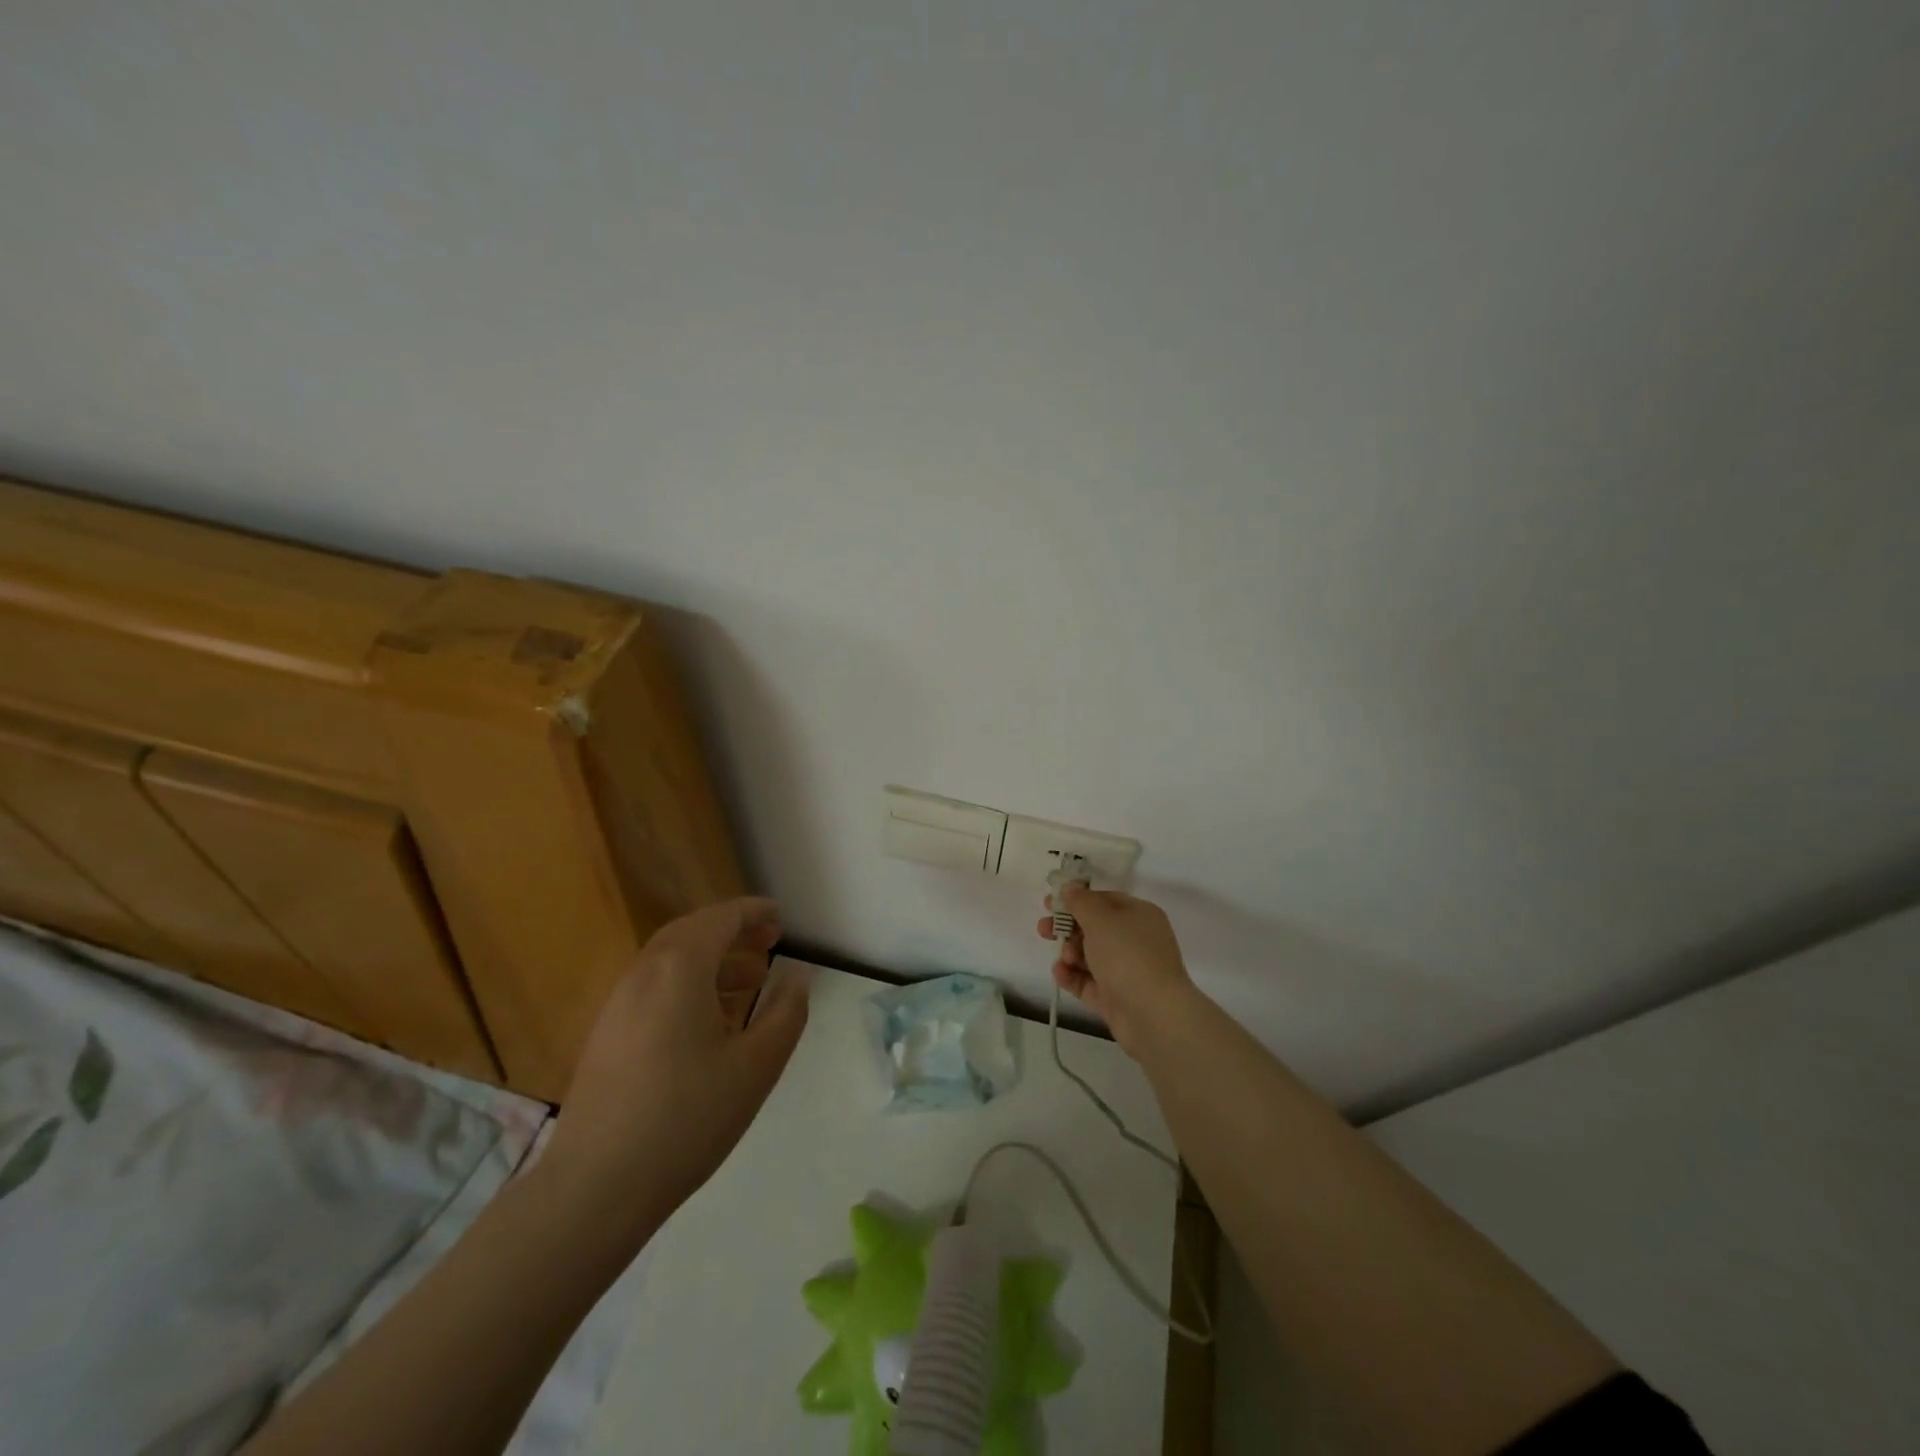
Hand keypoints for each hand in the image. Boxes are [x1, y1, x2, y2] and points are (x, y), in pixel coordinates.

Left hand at [543, 898, 809, 1248]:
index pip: (720, 918)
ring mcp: (617, 1005)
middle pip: (691, 932)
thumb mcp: (756, 1065)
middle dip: (732, 931)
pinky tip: (709, 1022)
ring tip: (749, 982)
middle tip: (768, 943)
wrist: (595, 1189)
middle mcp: (643, 974)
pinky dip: (687, 984)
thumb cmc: (687, 1118)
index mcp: (679, 969)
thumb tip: (797, 976)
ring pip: (670, 961)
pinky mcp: (605, 1035)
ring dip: (710, 959)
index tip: (781, 919)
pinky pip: (653, 988)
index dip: (753, 912)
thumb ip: (786, 1012)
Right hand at [1034, 884, 1195, 1053]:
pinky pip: (1089, 981)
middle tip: (1044, 930)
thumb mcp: (1101, 919)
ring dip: (1070, 953)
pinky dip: (1073, 976)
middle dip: (1067, 928)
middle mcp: (1136, 940)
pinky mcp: (1116, 997)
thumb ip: (1081, 901)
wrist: (1153, 1015)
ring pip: (1090, 955)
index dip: (1076, 899)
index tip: (1050, 903)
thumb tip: (1070, 887)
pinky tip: (1060, 974)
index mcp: (1139, 915)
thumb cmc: (1128, 956)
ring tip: (1064, 960)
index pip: (1105, 900)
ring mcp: (1126, 970)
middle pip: (1094, 928)